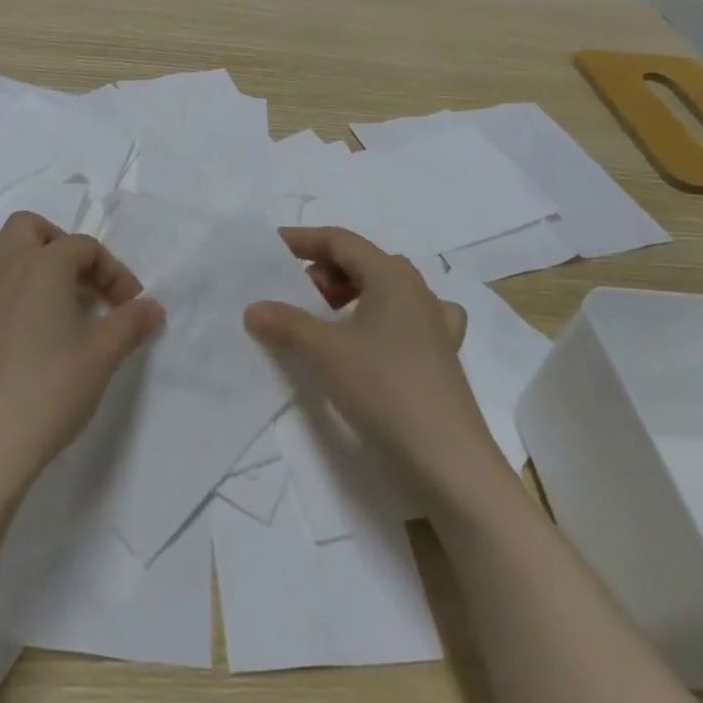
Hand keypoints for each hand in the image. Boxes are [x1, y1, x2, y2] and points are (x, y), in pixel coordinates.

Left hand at [0, 211, 162, 496]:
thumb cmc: (50, 392)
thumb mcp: (103, 356)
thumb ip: (131, 323)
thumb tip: (152, 307)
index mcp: (43, 264)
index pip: (85, 247)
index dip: (114, 272)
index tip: (129, 306)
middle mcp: (2, 264)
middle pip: (29, 227)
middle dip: (58, 245)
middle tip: (78, 283)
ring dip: (16, 258)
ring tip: (37, 294)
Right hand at [245, 226, 504, 499]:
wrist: (449, 461)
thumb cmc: (386, 390)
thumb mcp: (326, 353)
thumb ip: (287, 324)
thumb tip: (254, 308)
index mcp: (392, 276)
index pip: (341, 241)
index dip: (304, 240)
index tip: (271, 249)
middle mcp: (418, 290)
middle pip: (364, 261)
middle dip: (325, 269)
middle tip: (296, 293)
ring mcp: (435, 323)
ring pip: (386, 288)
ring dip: (351, 292)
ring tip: (326, 317)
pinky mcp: (442, 355)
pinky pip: (408, 318)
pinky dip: (383, 317)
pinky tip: (378, 337)